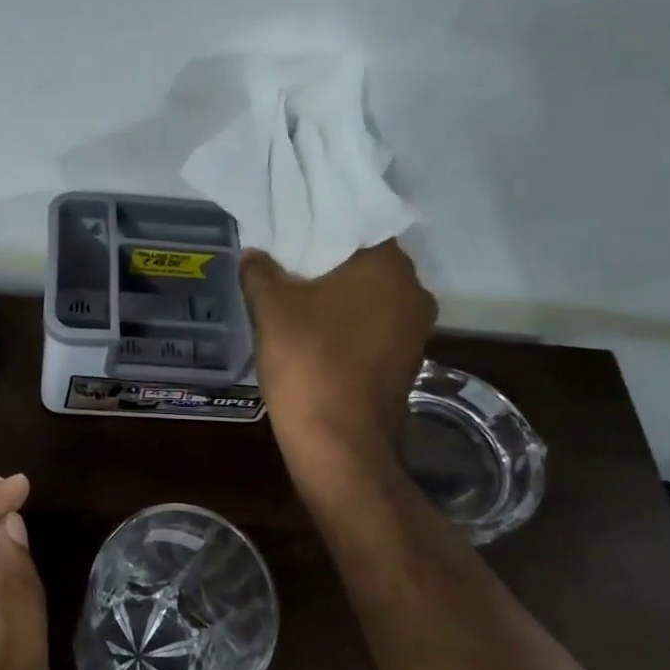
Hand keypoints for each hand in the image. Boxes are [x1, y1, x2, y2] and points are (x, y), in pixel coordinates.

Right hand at [240, 242, 436, 492]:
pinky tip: (317, 334)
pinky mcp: (407, 362)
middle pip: (365, 262)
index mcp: (387, 266)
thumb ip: (261, 272)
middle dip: (329, 262)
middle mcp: (413, 291)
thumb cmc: (309, 363)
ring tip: (298, 297)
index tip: (292, 230)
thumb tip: (254, 254)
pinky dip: (350, 325)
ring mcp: (415, 330)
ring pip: (372, 297)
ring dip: (340, 296)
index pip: (356, 224)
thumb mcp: (272, 309)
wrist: (340, 445)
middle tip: (288, 261)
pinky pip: (375, 327)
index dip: (321, 225)